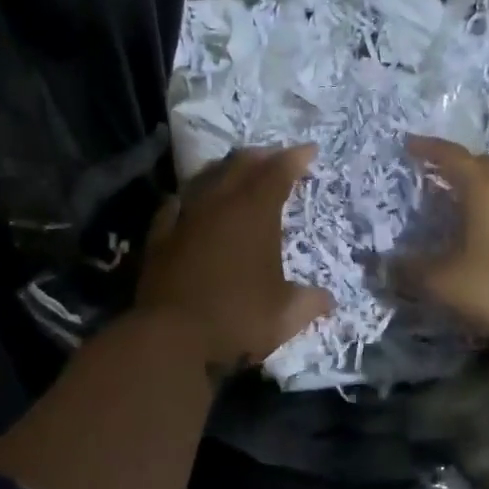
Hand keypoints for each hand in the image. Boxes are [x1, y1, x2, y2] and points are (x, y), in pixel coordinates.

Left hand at [135, 146, 333, 375]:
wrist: (170, 337)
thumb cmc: (236, 318)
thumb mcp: (285, 316)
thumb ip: (310, 302)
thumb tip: (328, 300)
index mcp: (255, 213)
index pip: (278, 171)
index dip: (296, 158)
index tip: (310, 150)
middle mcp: (219, 204)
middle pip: (241, 164)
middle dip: (262, 156)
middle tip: (275, 156)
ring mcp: (185, 217)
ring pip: (207, 177)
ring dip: (226, 170)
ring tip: (237, 172)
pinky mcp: (159, 236)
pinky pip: (176, 204)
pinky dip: (190, 198)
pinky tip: (191, 203)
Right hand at [400, 136, 488, 349]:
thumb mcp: (442, 282)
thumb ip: (408, 271)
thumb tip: (381, 266)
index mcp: (485, 190)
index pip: (453, 157)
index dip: (429, 149)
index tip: (409, 145)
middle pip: (483, 166)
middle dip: (457, 166)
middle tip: (433, 175)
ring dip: (478, 191)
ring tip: (454, 206)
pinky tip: (482, 237)